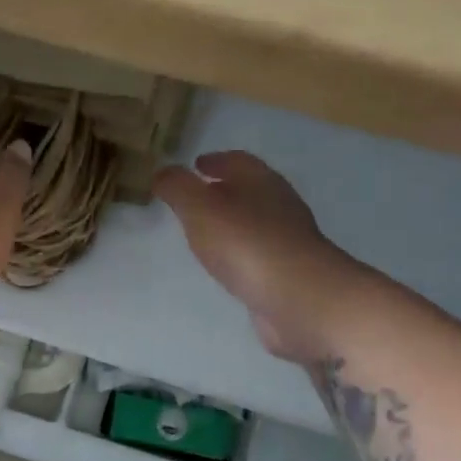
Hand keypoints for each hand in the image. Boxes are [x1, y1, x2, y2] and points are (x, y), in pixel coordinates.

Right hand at [155, 151, 362, 360]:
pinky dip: (242, 252)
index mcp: (261, 181)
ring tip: (206, 232)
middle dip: (224, 190)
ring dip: (233, 223)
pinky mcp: (289, 273)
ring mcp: (288, 241)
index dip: (215, 160)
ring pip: (255, 222)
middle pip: (250, 190)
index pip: (237, 161)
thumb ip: (178, 188)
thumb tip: (162, 171)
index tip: (195, 164)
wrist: (298, 299)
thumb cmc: (246, 244)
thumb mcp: (199, 208)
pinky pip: (259, 254)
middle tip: (196, 198)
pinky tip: (227, 265)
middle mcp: (279, 205)